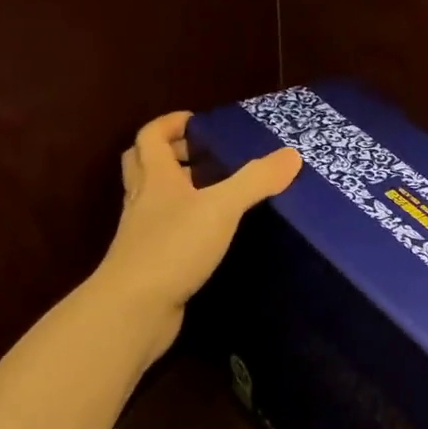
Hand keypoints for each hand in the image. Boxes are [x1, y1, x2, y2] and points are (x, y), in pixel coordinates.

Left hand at [96, 111, 300, 345]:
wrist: (135, 306)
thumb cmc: (174, 247)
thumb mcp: (221, 208)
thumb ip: (255, 181)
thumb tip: (292, 155)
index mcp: (155, 178)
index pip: (151, 137)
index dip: (170, 124)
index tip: (196, 122)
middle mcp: (143, 201)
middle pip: (143, 165)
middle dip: (167, 154)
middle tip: (199, 154)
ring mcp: (142, 234)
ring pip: (152, 200)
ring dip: (173, 190)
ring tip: (208, 192)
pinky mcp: (150, 262)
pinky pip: (163, 232)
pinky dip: (180, 225)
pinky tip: (205, 235)